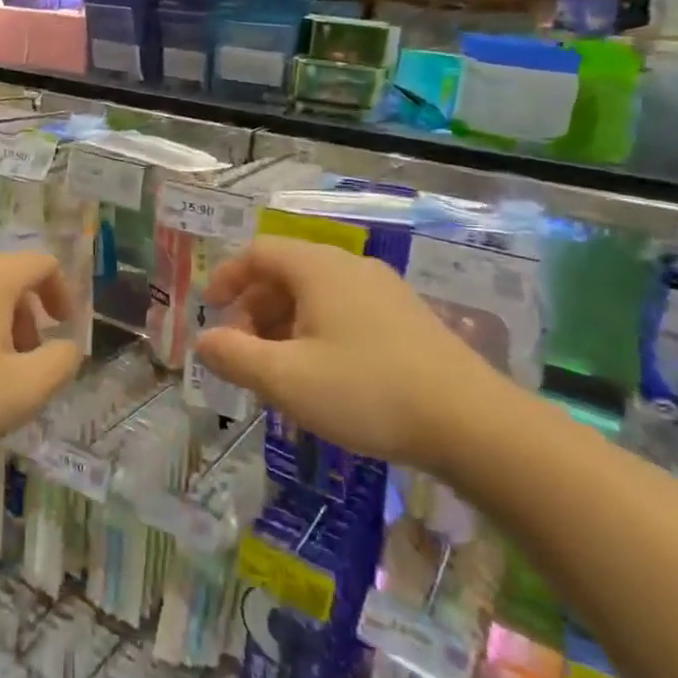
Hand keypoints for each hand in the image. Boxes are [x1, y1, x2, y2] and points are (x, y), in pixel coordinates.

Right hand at [194, 237, 503, 470]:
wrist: (474, 424)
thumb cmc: (367, 391)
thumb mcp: (286, 379)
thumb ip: (235, 357)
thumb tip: (204, 341)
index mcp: (319, 268)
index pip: (259, 253)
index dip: (228, 277)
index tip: (211, 309)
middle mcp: (351, 268)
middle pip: (286, 273)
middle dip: (254, 309)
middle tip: (242, 351)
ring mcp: (385, 292)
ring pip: (317, 295)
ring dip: (284, 325)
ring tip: (278, 371)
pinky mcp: (409, 320)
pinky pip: (345, 312)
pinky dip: (317, 333)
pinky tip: (323, 376)